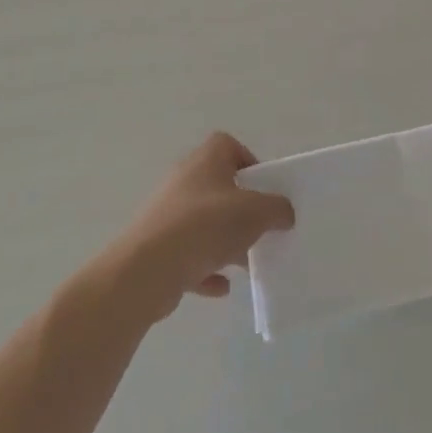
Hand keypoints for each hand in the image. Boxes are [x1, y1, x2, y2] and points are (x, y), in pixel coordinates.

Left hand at [110, 133, 294, 319]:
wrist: (146, 270)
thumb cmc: (205, 226)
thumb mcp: (255, 212)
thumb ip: (276, 209)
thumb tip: (284, 212)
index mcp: (204, 162)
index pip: (227, 145)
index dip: (248, 161)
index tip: (264, 188)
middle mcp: (183, 182)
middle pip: (218, 187)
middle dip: (242, 209)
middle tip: (261, 228)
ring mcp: (167, 215)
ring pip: (204, 224)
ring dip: (226, 242)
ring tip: (246, 263)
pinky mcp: (157, 248)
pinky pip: (189, 256)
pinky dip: (206, 269)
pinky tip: (222, 287)